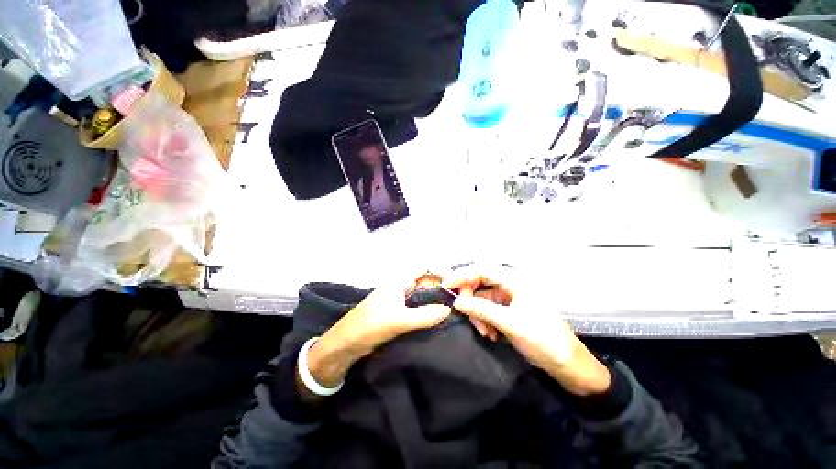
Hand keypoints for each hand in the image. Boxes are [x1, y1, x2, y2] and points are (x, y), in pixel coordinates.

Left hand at [303, 284, 450, 392]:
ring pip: (422, 294)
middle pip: (425, 281)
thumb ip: (425, 315)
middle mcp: (400, 287)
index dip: (440, 270)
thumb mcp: (399, 320)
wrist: (345, 344)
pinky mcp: (397, 312)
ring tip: (453, 307)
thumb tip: (449, 310)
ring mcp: (399, 300)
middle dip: (441, 286)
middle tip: (459, 297)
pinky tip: (438, 317)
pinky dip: (428, 309)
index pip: (424, 268)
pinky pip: (417, 306)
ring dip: (436, 298)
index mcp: (399, 281)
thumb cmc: (370, 325)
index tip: (456, 281)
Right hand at [444, 266, 610, 395]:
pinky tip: (491, 334)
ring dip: (478, 314)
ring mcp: (509, 298)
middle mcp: (510, 285)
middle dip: (471, 300)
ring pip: (482, 298)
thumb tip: (456, 302)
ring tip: (485, 333)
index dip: (462, 275)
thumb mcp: (510, 323)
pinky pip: (488, 310)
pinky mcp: (508, 310)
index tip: (446, 285)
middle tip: (464, 314)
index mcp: (514, 281)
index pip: (482, 270)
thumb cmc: (543, 339)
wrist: (567, 364)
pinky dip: (485, 320)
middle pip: (479, 283)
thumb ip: (481, 310)